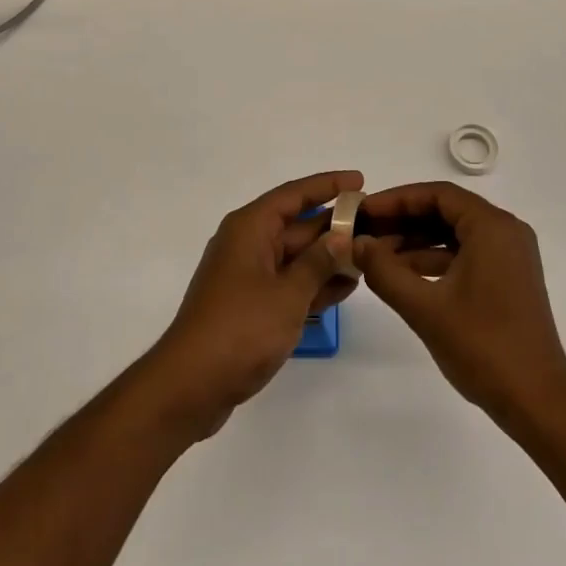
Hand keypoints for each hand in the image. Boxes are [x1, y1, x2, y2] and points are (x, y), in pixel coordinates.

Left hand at [143, 170, 361, 437]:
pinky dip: (314, 284)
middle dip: (334, 226)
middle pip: (297, 225)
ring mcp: (248, 276)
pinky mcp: (250, 306)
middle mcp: (247, 244)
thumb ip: (317, 263)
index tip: (359, 180)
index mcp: (250, 228)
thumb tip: (340, 237)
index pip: (294, 195)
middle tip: (374, 226)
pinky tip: (346, 286)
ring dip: (328, 257)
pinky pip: (289, 283)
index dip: (328, 185)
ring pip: (295, 257)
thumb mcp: (287, 294)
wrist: (190, 385)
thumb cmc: (240, 329)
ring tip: (369, 256)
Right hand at [355, 181, 565, 425]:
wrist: (538, 403)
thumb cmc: (483, 347)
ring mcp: (510, 256)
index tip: (364, 212)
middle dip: (403, 220)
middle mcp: (505, 231)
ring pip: (454, 234)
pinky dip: (435, 260)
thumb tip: (355, 243)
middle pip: (446, 210)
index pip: (437, 195)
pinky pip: (465, 254)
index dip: (396, 200)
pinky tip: (403, 276)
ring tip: (376, 256)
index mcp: (492, 227)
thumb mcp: (425, 308)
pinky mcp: (508, 279)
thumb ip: (384, 270)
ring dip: (416, 242)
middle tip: (365, 232)